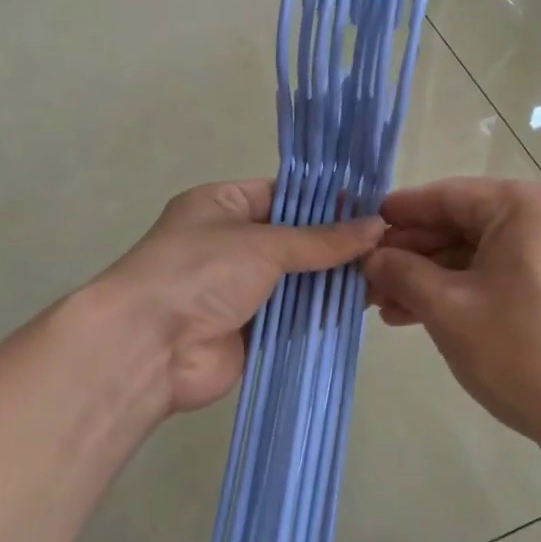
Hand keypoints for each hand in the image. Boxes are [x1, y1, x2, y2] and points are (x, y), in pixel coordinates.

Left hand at [96, 180, 383, 418]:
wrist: (149, 347)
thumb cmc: (199, 272)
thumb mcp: (263, 243)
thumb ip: (321, 240)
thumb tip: (377, 226)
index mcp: (222, 204)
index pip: (283, 194)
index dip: (327, 200)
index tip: (374, 205)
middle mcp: (231, 243)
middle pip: (295, 239)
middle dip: (337, 244)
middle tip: (391, 243)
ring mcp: (240, 288)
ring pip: (298, 279)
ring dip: (333, 279)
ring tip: (387, 272)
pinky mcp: (251, 329)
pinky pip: (294, 316)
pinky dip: (321, 312)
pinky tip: (363, 306)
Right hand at [363, 178, 540, 464]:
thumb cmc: (521, 354)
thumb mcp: (448, 309)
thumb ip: (402, 273)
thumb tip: (371, 256)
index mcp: (525, 206)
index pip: (446, 196)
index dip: (398, 214)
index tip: (358, 228)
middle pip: (461, 223)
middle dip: (411, 253)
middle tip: (364, 276)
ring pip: (477, 253)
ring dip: (430, 277)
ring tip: (382, 304)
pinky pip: (498, 274)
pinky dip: (460, 290)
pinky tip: (417, 314)